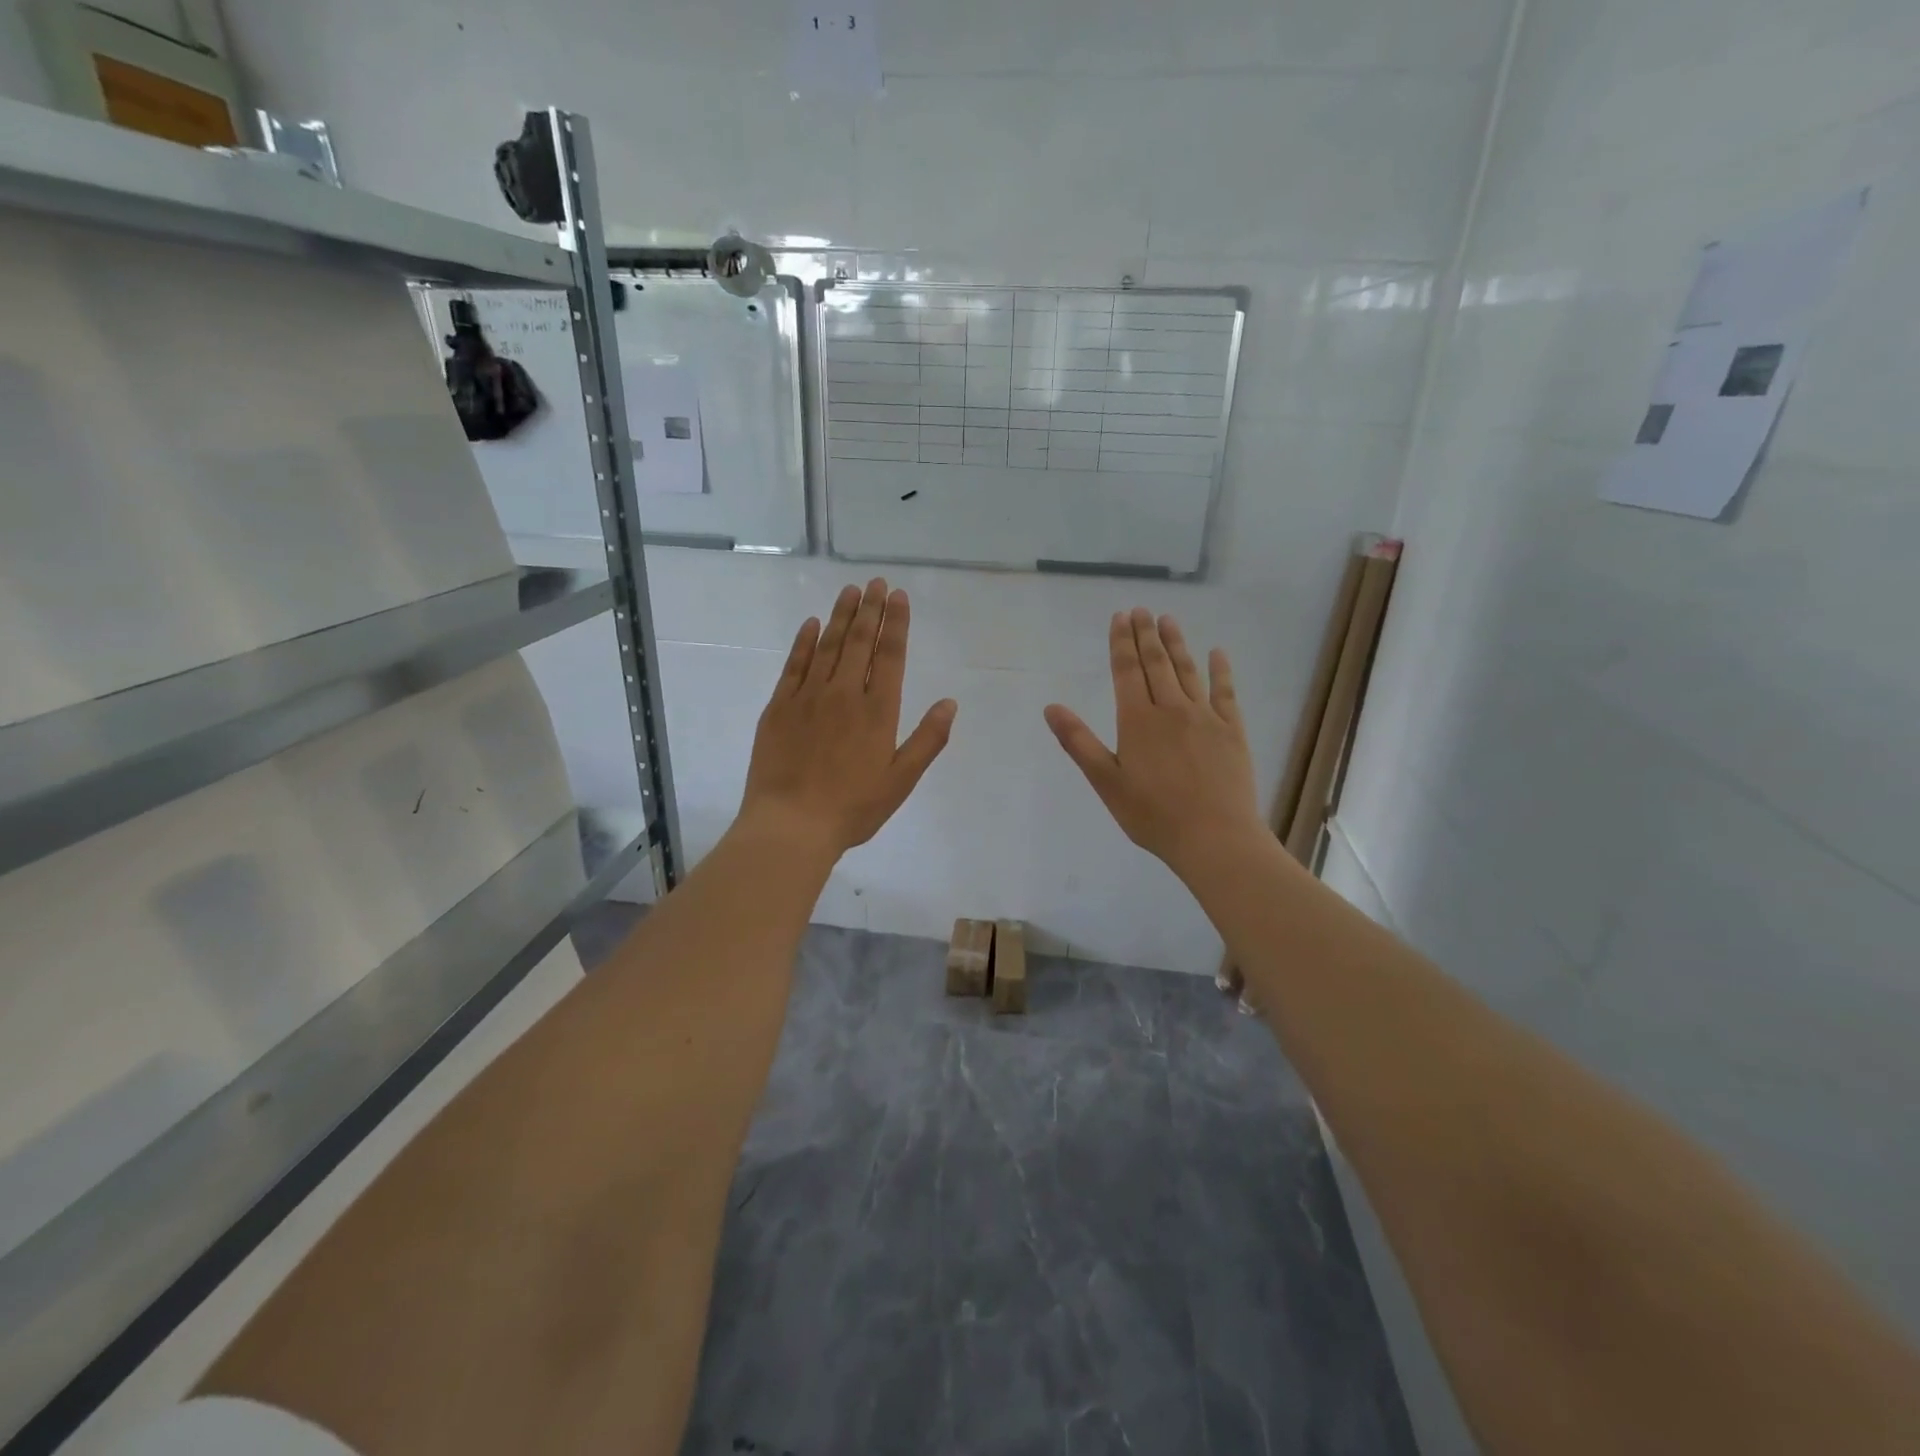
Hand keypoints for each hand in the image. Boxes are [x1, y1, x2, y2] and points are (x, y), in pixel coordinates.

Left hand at [740, 579, 957, 858]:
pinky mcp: (779, 707)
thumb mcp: (901, 781)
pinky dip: (804, 642)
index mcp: (878, 711)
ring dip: (840, 616)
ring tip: (850, 591)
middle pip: (859, 642)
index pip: (890, 656)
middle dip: (870, 610)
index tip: (898, 596)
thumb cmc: (853, 808)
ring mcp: (808, 697)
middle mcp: (844, 694)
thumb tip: (950, 703)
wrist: (791, 824)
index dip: (896, 624)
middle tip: (875, 582)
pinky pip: (794, 665)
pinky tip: (811, 624)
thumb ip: (927, 740)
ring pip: (827, 646)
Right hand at [1045, 609, 1262, 876]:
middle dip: (1146, 635)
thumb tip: (1051, 707)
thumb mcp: (1106, 782)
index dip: (1121, 643)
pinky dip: (1221, 670)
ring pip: (1188, 671)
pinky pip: (1226, 692)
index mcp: (1138, 721)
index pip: (1127, 672)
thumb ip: (1079, 742)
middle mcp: (1171, 709)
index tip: (1120, 617)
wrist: (1215, 837)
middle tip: (1141, 609)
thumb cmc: (1152, 815)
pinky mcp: (1232, 731)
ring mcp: (1205, 717)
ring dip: (1177, 644)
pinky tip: (1218, 653)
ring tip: (1168, 620)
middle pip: (1157, 664)